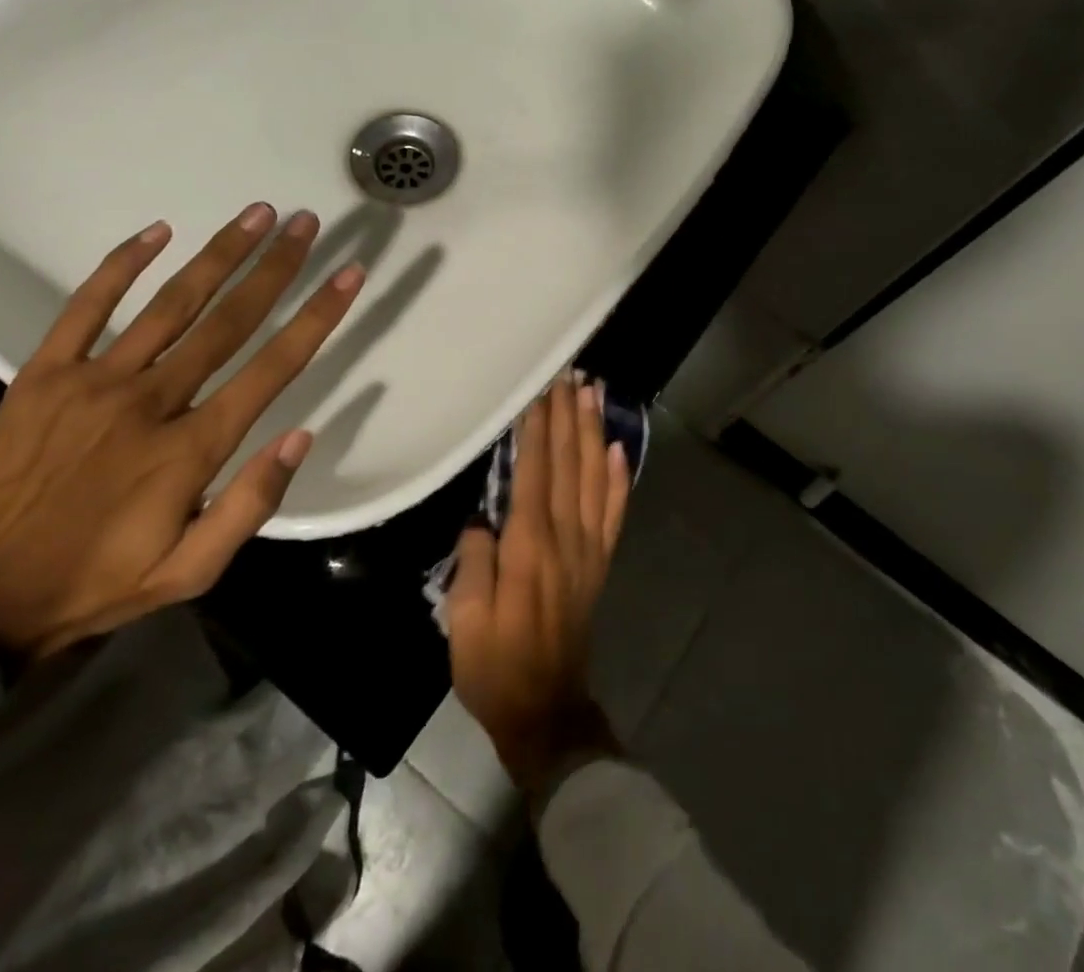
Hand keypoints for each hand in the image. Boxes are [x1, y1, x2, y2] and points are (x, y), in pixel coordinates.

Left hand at [0, 204, 362, 658]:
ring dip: (219, 254)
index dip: (317, 317)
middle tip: (306, 222)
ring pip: (171, 304)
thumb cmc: (102, 580)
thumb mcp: (193, 570)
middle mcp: (151, 402)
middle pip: (229, 320)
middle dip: (275, 266)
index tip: (348, 275)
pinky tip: (157, 231)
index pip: (273, 367)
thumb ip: (252, 504)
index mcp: (192, 448)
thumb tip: (303, 435)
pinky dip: (121, 266)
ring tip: (257, 214)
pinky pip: (85, 307)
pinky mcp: (43, 375)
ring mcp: (93, 382)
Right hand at [447, 374, 632, 796]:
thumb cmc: (496, 665)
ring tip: (593, 393)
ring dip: (593, 432)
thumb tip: (482, 519)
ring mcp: (588, 548)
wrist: (546, 708)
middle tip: (570, 374)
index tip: (540, 390)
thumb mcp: (465, 621)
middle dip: (567, 415)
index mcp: (529, 545)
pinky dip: (619, 477)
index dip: (538, 428)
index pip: (535, 471)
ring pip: (595, 477)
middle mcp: (565, 536)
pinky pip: (614, 511)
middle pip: (569, 463)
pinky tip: (619, 448)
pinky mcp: (599, 561)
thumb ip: (474, 562)